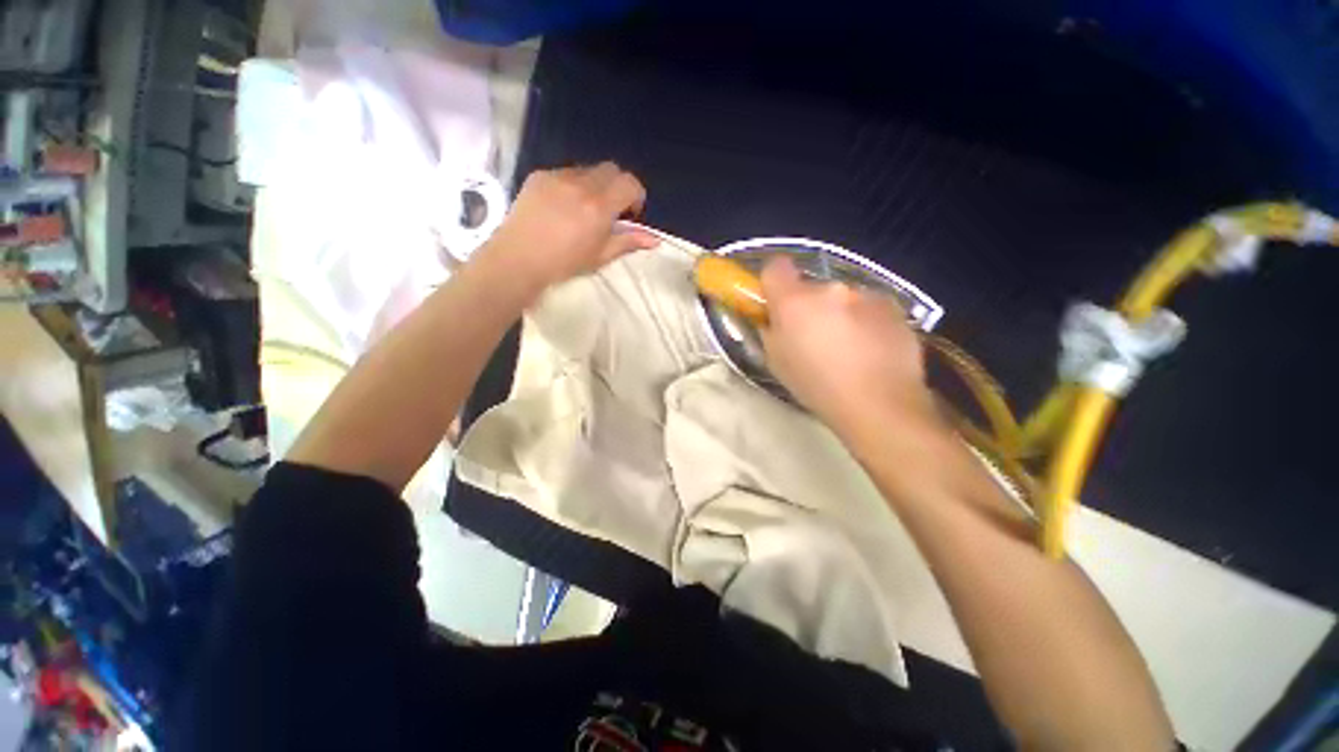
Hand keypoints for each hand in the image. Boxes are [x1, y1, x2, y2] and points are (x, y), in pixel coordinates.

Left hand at [481, 163, 657, 293]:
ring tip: (584, 209)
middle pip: (611, 169)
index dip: (636, 195)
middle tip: (611, 210)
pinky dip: (573, 185)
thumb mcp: (600, 256)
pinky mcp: (539, 175)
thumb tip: (654, 240)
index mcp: (599, 206)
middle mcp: (581, 184)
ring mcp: (558, 176)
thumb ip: (628, 242)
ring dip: (595, 185)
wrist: (518, 259)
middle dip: (618, 186)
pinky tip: (562, 206)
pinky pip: (565, 172)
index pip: (629, 183)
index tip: (631, 214)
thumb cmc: (564, 263)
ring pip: (588, 170)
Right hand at [759, 256, 938, 436]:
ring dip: (840, 314)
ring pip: (843, 298)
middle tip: (814, 337)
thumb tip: (771, 318)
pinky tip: (871, 352)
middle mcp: (830, 288)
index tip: (775, 303)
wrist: (879, 404)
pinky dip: (866, 322)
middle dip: (810, 307)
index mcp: (794, 302)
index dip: (773, 282)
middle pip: (812, 288)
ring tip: (848, 350)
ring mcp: (865, 295)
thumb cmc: (816, 387)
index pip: (775, 267)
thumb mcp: (776, 363)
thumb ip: (770, 331)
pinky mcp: (893, 306)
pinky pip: (869, 308)